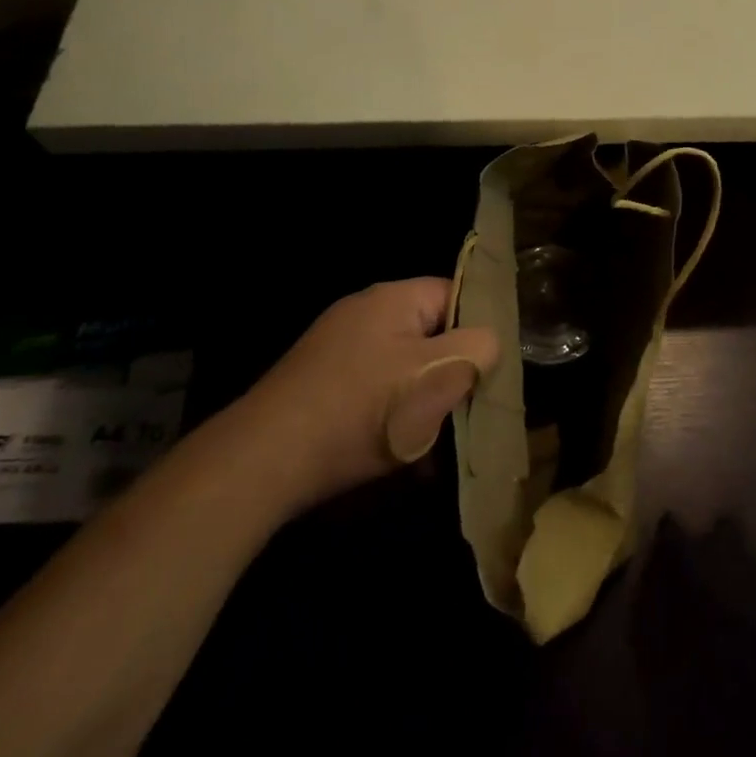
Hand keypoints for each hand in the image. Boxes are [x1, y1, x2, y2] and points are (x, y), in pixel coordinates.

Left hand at [242, 278, 498, 509]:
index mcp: (393, 298)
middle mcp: (364, 313)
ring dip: (422, 403)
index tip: (491, 369)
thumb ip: (477, 349)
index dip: (478, 329)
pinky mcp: (320, 383)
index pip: (455, 295)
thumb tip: (488, 343)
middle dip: (449, 373)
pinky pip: (373, 392)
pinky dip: (391, 417)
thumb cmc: (362, 409)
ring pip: (403, 369)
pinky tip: (399, 458)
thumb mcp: (436, 376)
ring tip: (435, 446)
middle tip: (464, 411)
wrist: (264, 461)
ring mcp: (338, 349)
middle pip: (429, 334)